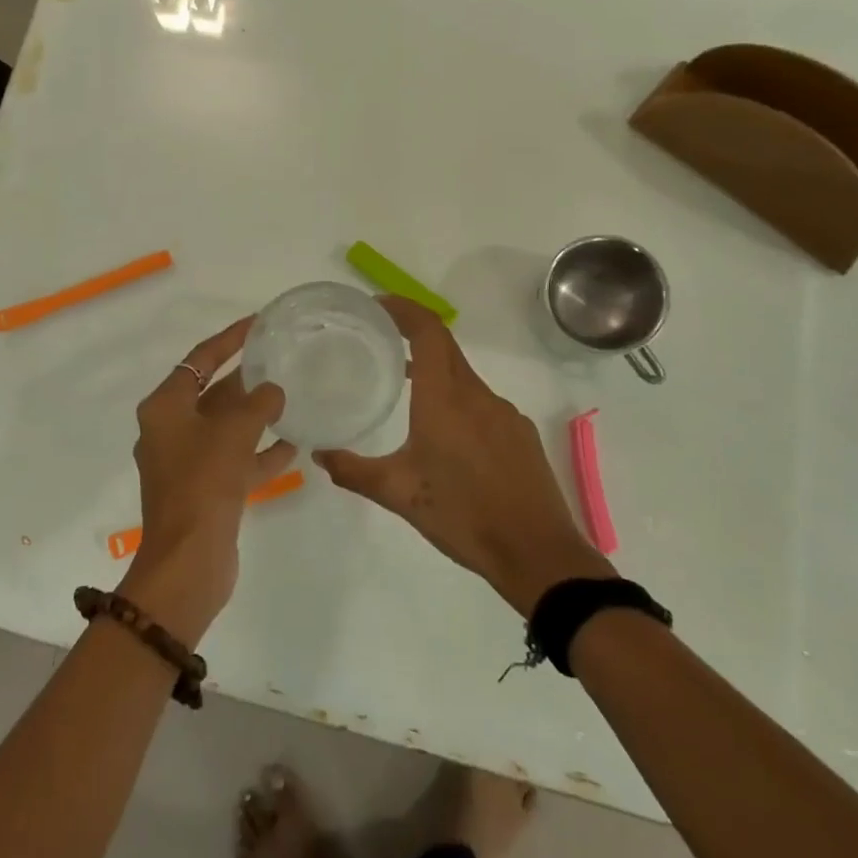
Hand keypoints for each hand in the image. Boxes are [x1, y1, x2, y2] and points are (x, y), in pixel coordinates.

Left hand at [120, 317, 292, 641]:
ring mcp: (186, 463)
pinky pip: (235, 461)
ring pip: (226, 429)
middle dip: (246, 380)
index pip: (199, 359)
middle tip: (280, 360)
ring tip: (291, 400)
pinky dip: (259, 453)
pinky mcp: (204, 491)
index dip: (230, 339)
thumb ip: (258, 404)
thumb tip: (273, 391)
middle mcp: (171, 430)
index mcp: (165, 408)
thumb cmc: (204, 483)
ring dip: (256, 417)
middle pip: (212, 394)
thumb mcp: (234, 432)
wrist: (188, 562)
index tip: (258, 323)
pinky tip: (293, 446)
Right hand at [314, 297, 611, 615]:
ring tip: (405, 390)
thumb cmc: (462, 515)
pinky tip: (446, 435)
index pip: (427, 331)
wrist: (536, 552)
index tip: (378, 305)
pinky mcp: (520, 433)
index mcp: (445, 398)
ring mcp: (504, 412)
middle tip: (380, 340)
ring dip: (434, 372)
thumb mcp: (398, 494)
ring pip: (463, 377)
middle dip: (413, 335)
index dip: (404, 309)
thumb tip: (320, 454)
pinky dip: (457, 400)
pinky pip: (482, 402)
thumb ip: (354, 471)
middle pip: (445, 348)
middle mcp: (477, 394)